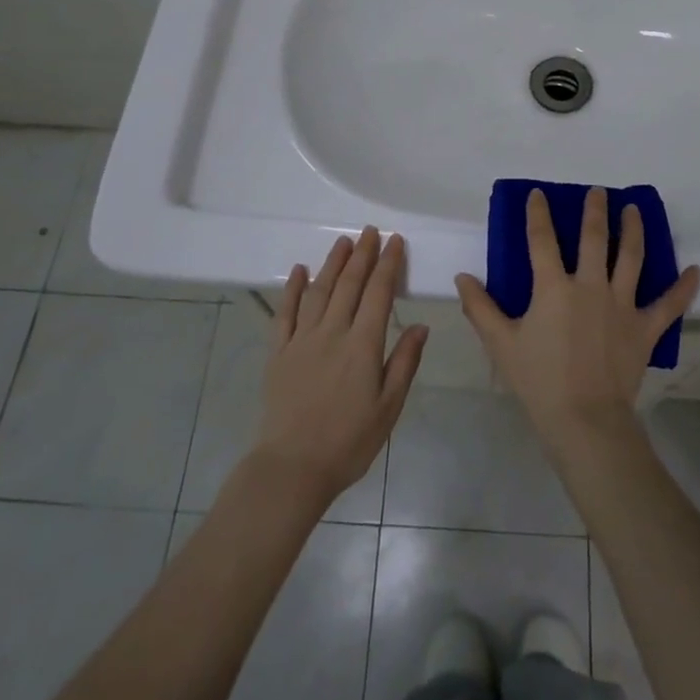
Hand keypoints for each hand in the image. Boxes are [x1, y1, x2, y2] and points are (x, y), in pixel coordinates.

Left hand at [252, 228, 427, 506]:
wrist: (292, 467)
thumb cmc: (348, 442)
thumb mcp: (389, 407)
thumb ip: (404, 363)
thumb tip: (421, 326)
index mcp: (363, 345)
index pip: (379, 293)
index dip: (388, 264)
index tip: (395, 241)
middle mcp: (332, 332)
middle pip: (349, 284)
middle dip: (363, 254)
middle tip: (370, 231)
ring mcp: (302, 340)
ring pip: (319, 291)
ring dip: (332, 263)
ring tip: (343, 242)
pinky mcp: (278, 353)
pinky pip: (285, 313)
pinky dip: (293, 289)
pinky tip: (300, 270)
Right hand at [456, 188, 699, 448]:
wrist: (585, 419)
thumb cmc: (539, 381)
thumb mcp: (501, 344)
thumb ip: (480, 307)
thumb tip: (462, 277)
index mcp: (554, 287)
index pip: (542, 240)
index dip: (538, 214)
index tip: (538, 195)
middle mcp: (590, 286)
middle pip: (595, 238)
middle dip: (595, 211)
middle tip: (598, 191)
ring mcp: (622, 305)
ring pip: (631, 258)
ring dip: (634, 230)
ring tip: (634, 210)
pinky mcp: (645, 328)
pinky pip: (669, 305)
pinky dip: (684, 288)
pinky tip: (696, 271)